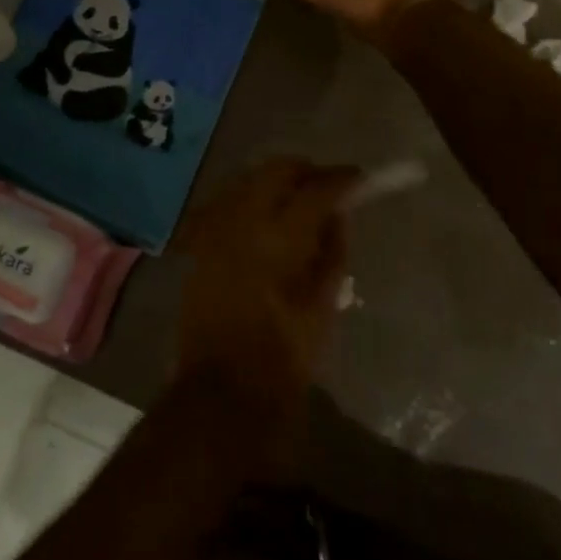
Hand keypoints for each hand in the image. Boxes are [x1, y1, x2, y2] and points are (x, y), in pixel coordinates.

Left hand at [175, 159, 360, 444]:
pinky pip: (230, 203)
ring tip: (299, 201)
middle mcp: (243, 222)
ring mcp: (216, 230)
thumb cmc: (284, 356)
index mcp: (279, 240)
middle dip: (306, 171)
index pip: (315, 189)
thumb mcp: (323, 305)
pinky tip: (267, 219)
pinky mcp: (201, 243)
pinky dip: (252, 200)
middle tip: (327, 187)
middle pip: (276, 170)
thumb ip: (332, 251)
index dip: (341, 179)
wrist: (223, 389)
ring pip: (249, 180)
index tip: (359, 178)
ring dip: (277, 182)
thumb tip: (337, 214)